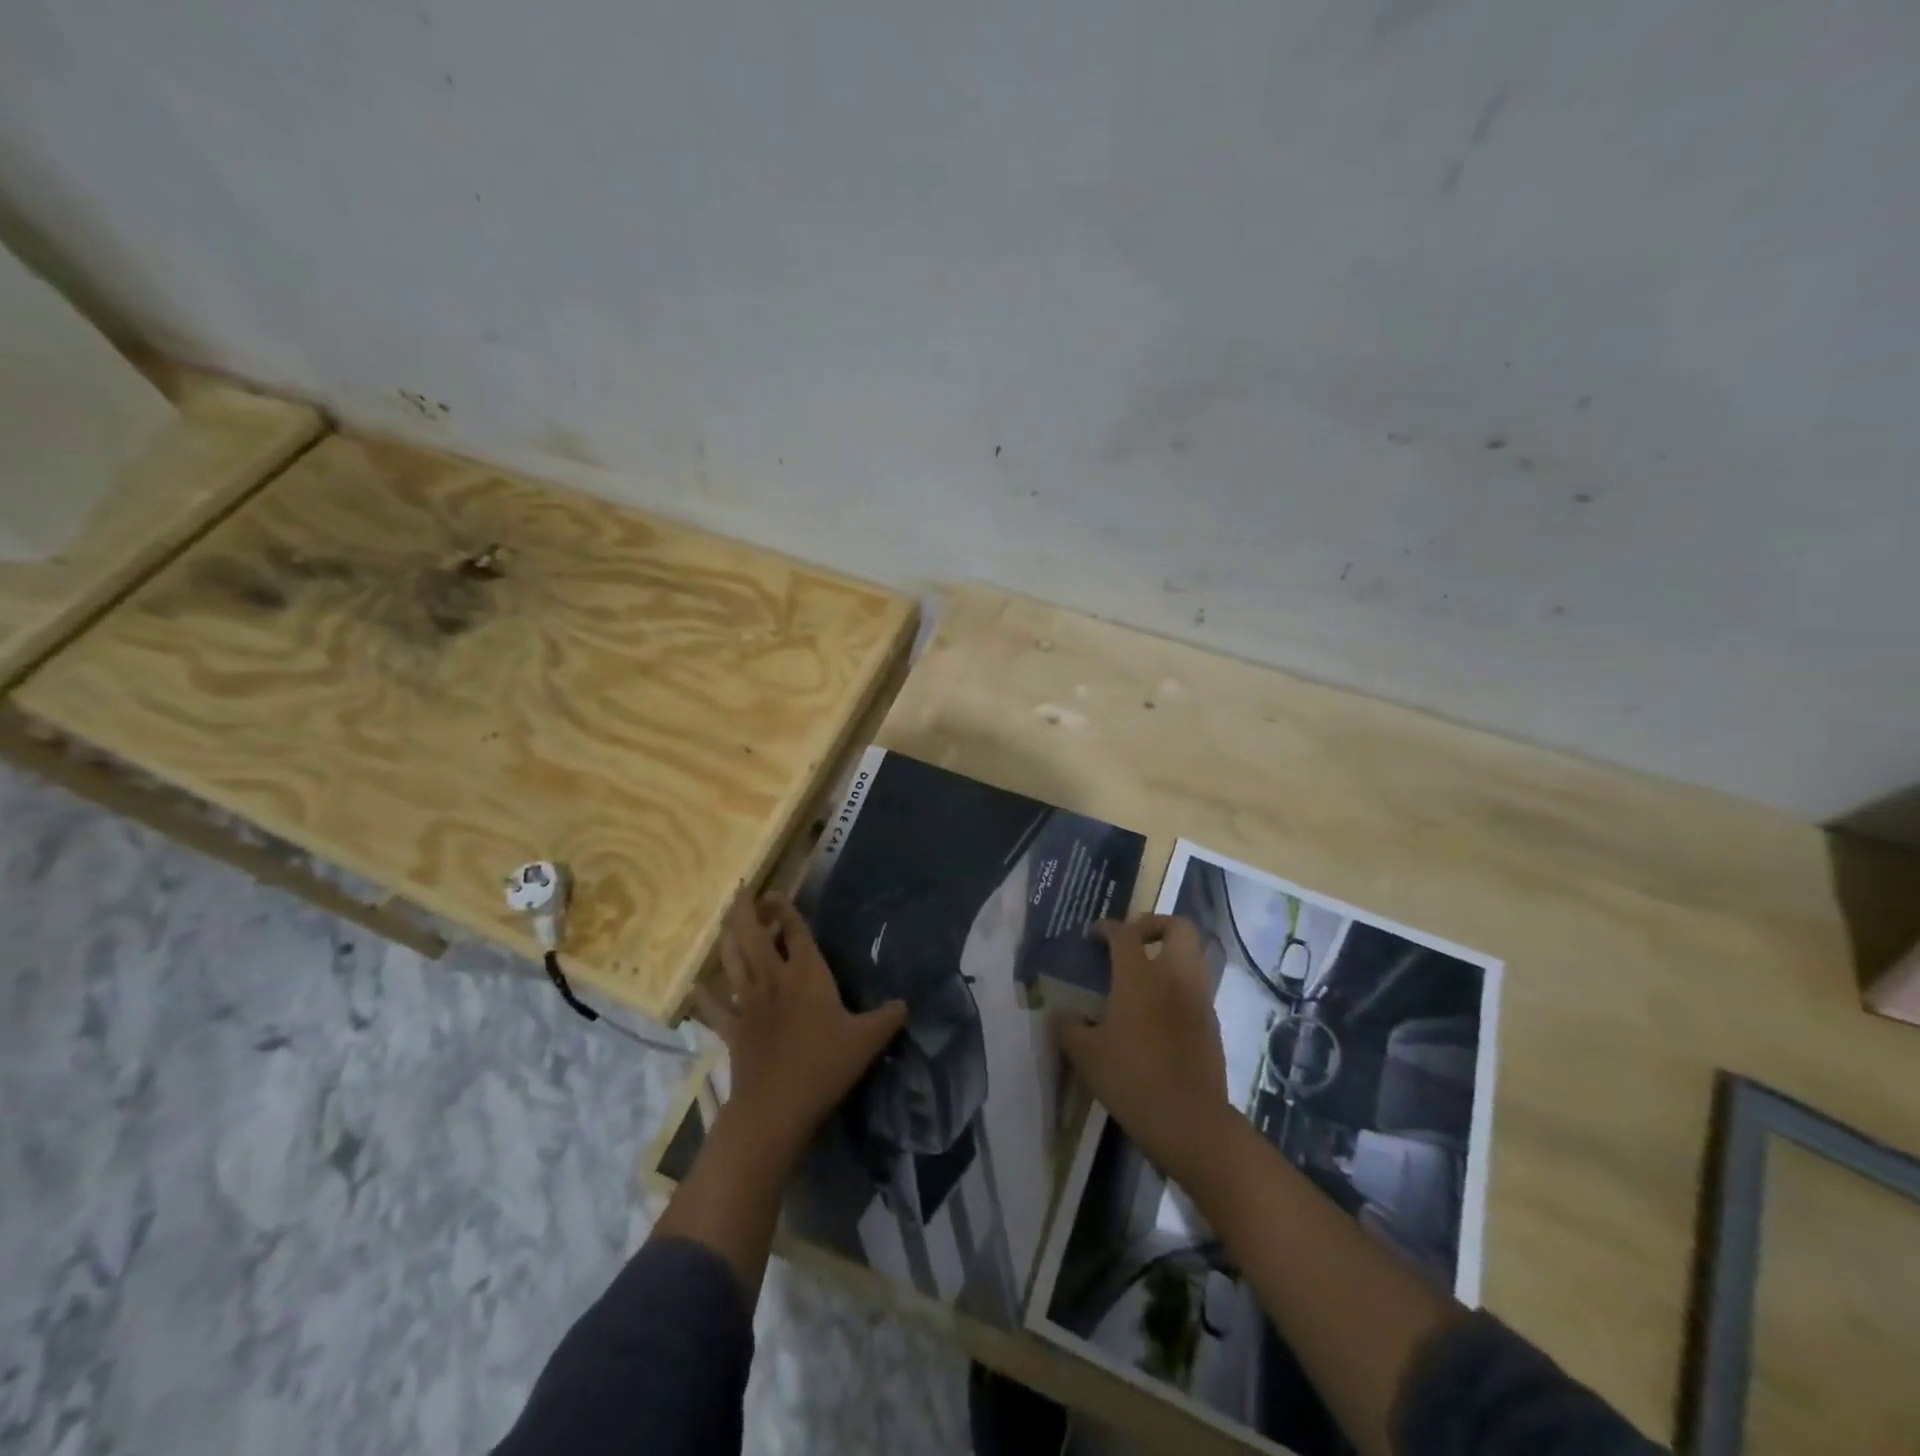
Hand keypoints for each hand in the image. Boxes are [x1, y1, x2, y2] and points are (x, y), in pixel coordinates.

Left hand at [694, 892, 906, 1168]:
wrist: (776, 1105)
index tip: (775, 892)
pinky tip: (697, 986)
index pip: (795, 930)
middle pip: (753, 935)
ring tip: (726, 923)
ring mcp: (747, 1003)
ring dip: (728, 939)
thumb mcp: (868, 1040)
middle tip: (742, 893)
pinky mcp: (732, 1029)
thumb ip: (888, 1017)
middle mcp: (774, 979)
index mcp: (807, 974)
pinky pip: (714, 1006)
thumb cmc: (824, 1065)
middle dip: (746, 910)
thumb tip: (905, 1004)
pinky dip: (705, 995)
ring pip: (732, 961)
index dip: (785, 907)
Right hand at [1055, 914, 1233, 1184]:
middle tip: (1132, 941)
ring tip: (1145, 974)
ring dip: (1170, 953)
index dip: (1107, 927)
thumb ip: (1068, 1027)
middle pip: (1179, 927)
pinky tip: (1157, 1011)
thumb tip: (1062, 1014)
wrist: (1190, 1122)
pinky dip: (1178, 985)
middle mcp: (1174, 978)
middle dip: (1155, 924)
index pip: (1125, 934)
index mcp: (1140, 977)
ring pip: (1193, 955)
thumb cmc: (1132, 1080)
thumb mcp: (1086, 1055)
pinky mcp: (1212, 1024)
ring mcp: (1198, 1000)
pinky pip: (1197, 987)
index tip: (1093, 935)